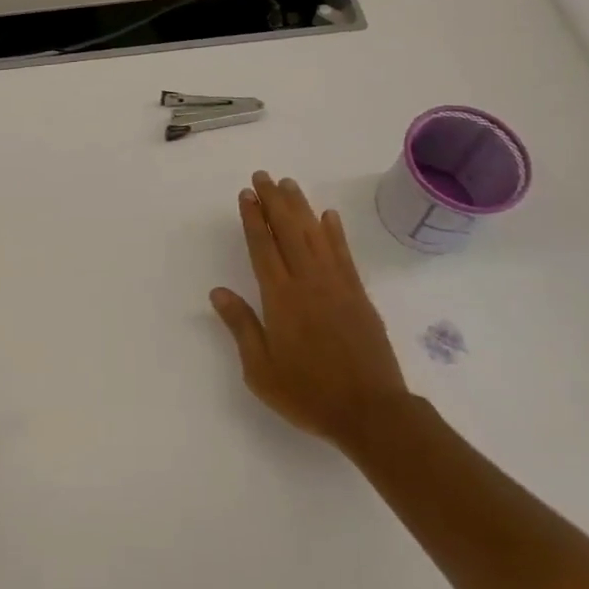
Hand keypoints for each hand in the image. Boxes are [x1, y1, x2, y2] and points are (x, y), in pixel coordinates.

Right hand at [210, 172, 408, 455]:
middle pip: (287, 230)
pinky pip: (343, 254)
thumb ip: (241, 326)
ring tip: (289, 184)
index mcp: (280, 298)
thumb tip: (218, 291)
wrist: (370, 411)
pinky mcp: (358, 294)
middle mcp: (307, 281)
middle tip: (263, 176)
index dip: (253, 218)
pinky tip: (328, 216)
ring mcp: (336, 285)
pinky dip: (335, 232)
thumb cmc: (308, 393)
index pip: (262, 247)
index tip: (246, 194)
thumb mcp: (261, 369)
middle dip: (273, 201)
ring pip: (315, 234)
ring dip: (301, 207)